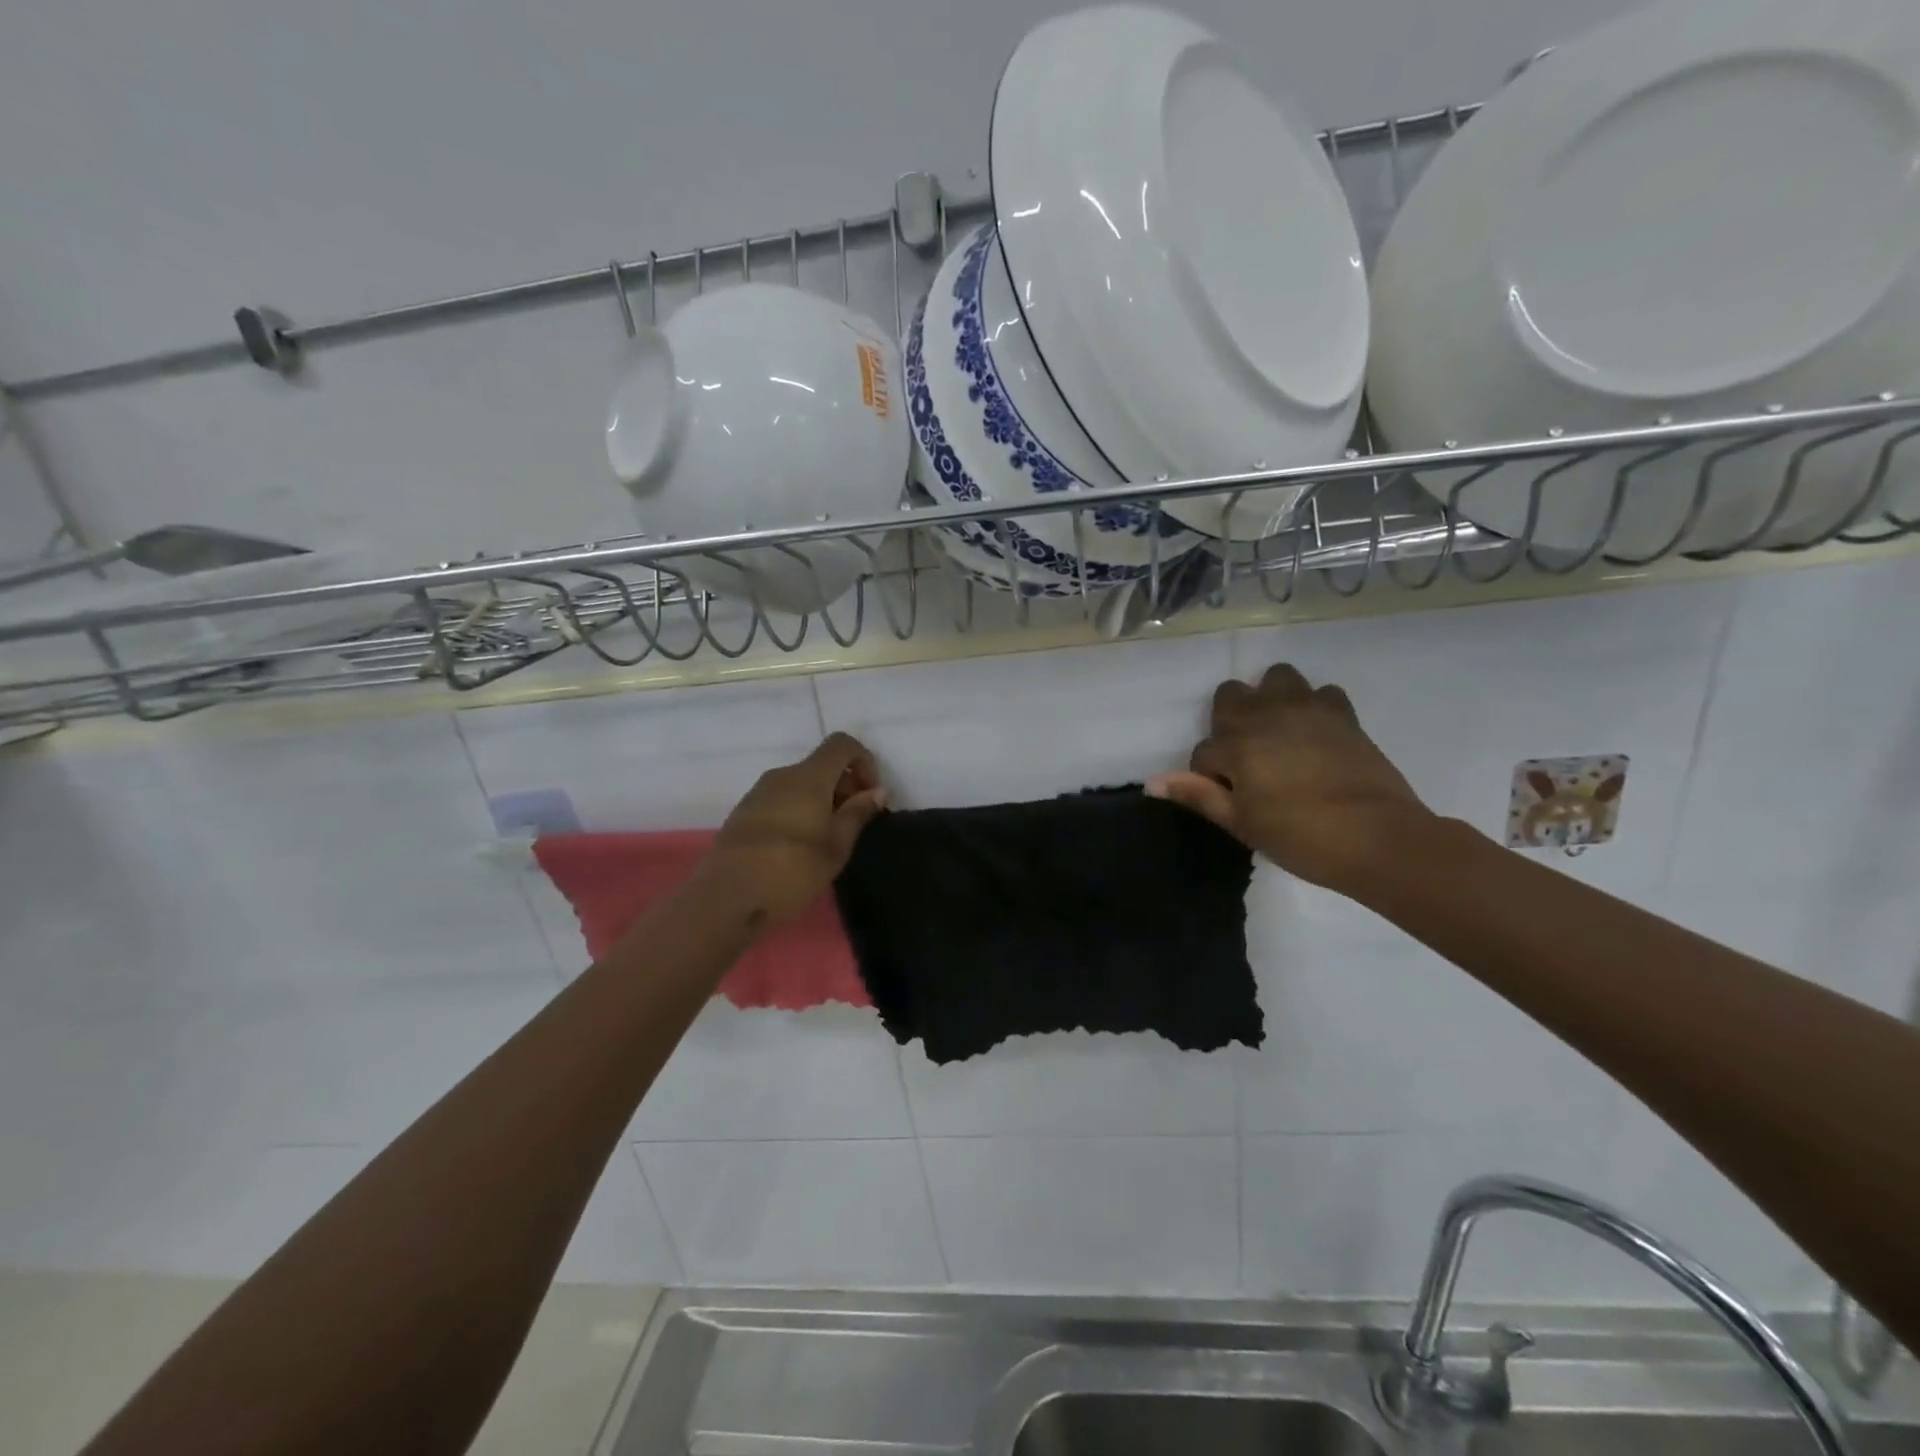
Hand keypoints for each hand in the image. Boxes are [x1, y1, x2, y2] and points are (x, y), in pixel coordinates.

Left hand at [702, 733, 887, 924]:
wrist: (725, 897)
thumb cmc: (791, 870)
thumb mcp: (835, 847)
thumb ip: (857, 814)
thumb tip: (876, 791)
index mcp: (809, 777)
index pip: (841, 744)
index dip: (863, 760)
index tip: (870, 794)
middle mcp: (782, 776)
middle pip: (821, 765)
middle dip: (844, 786)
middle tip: (853, 824)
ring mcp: (758, 793)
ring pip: (800, 783)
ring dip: (821, 800)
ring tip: (827, 839)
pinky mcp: (743, 812)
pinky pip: (781, 798)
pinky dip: (799, 809)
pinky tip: (798, 846)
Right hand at [1148, 662, 1430, 893]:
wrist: (1379, 839)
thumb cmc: (1301, 838)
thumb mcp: (1242, 824)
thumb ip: (1198, 796)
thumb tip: (1152, 782)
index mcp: (1237, 745)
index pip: (1204, 751)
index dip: (1209, 776)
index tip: (1228, 798)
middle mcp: (1267, 716)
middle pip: (1231, 695)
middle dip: (1229, 721)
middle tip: (1246, 760)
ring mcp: (1308, 709)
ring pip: (1276, 678)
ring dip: (1269, 700)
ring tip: (1278, 734)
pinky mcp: (1343, 714)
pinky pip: (1321, 692)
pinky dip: (1313, 706)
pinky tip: (1316, 734)